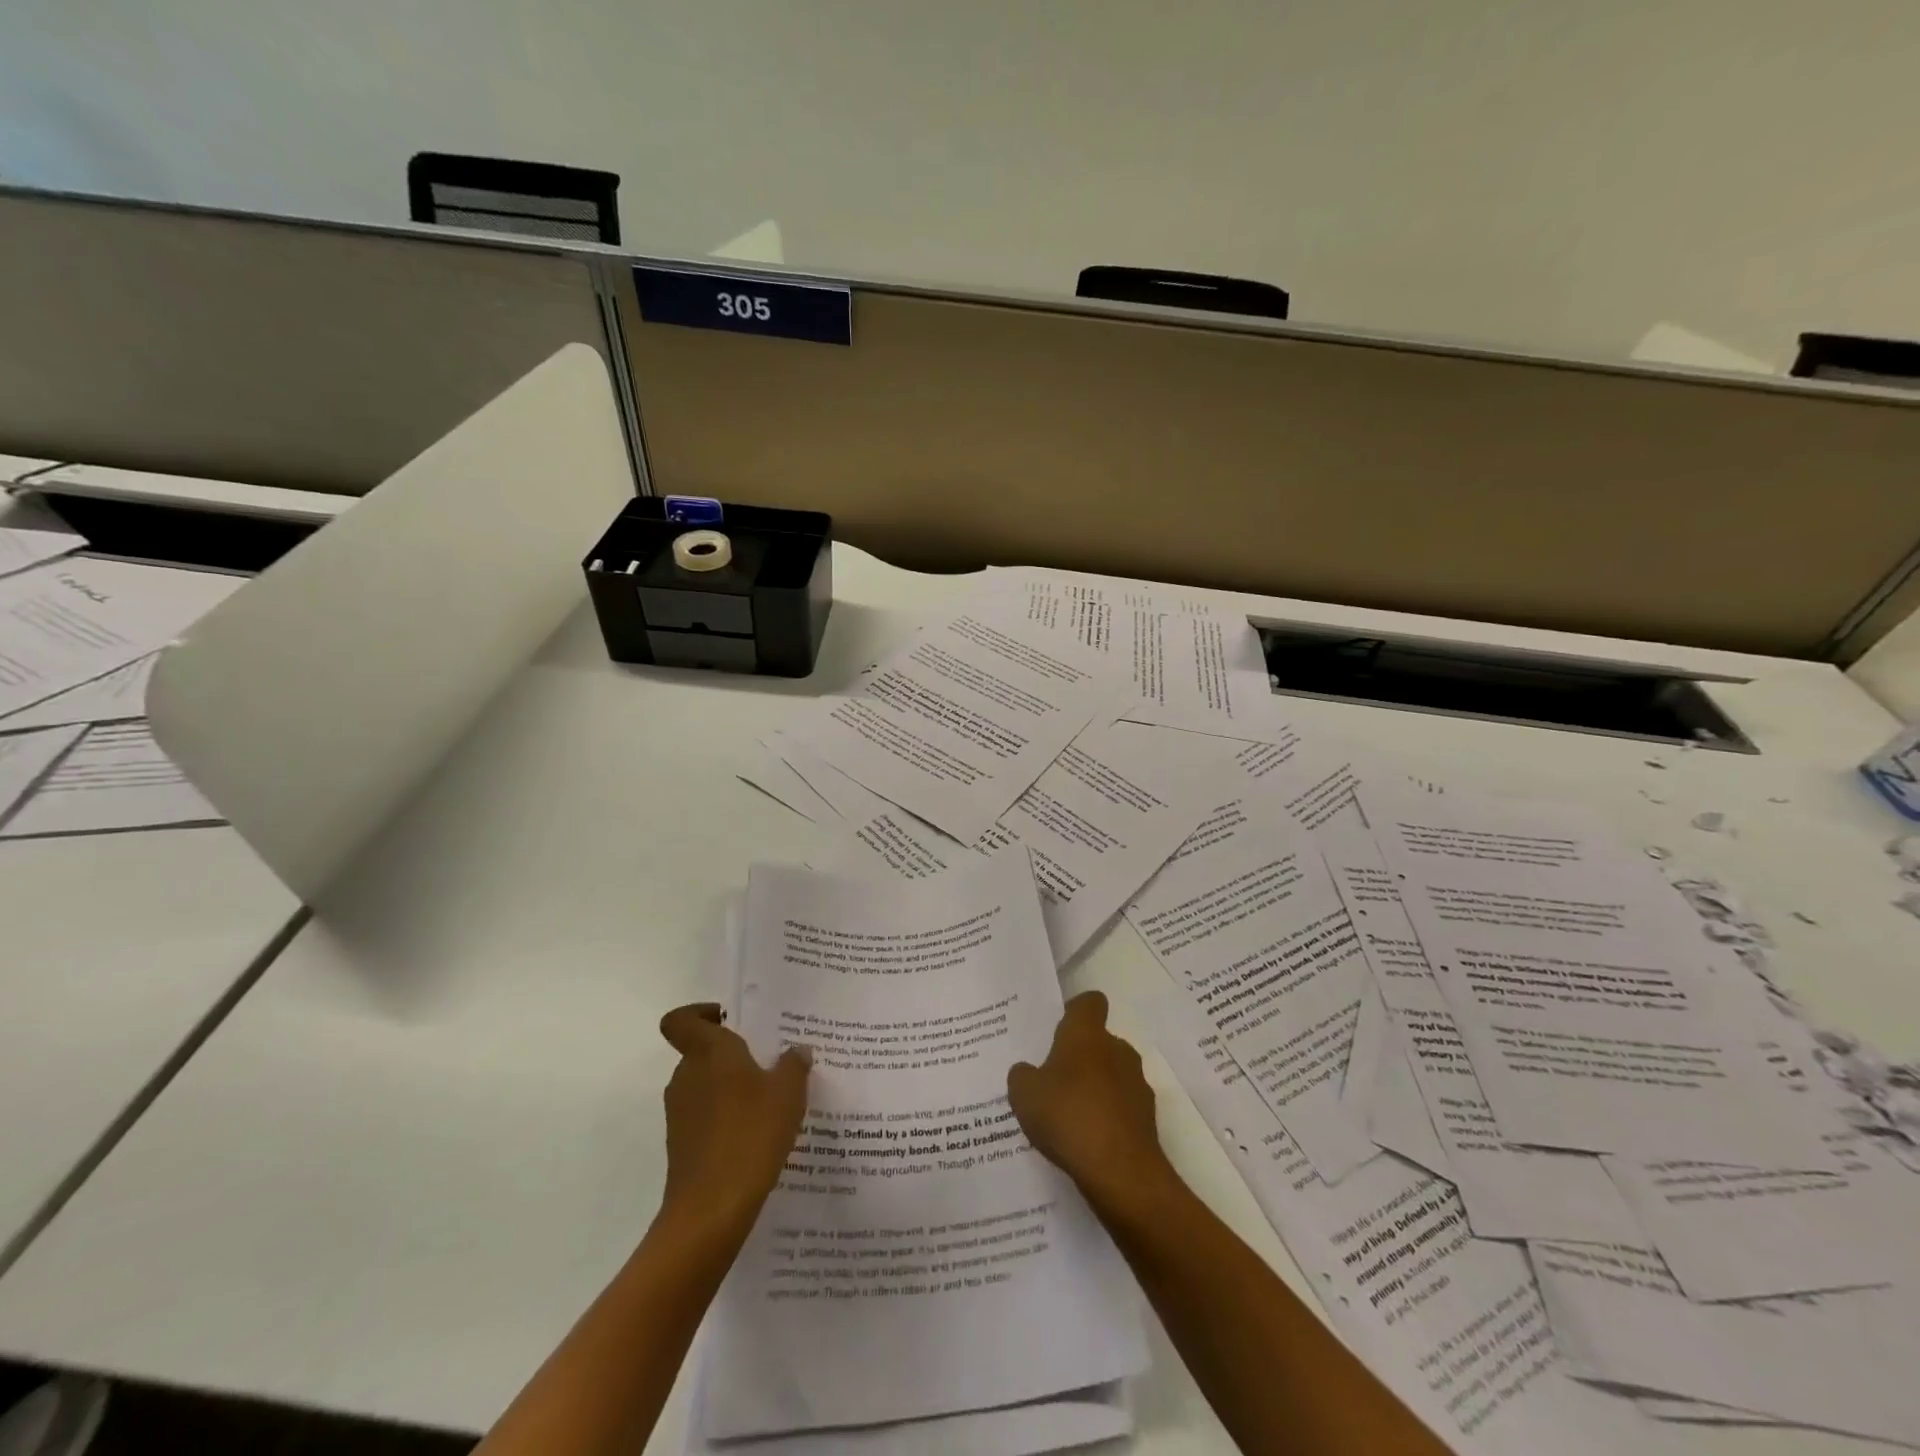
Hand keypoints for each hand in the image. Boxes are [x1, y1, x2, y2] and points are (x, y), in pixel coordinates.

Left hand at [657, 1003, 810, 1234]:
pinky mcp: (681, 1145)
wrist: (711, 1210)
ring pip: (705, 1085)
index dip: (699, 1014)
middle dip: (731, 1054)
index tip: (729, 1020)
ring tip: (769, 1100)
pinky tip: (757, 1134)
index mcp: (708, 1052)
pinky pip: (705, 1116)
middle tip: (768, 1062)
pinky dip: (726, 1117)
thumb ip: (793, 1065)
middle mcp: (687, 1075)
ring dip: (730, 1088)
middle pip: (700, 1051)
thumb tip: (797, 1050)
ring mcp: (679, 1112)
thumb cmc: (751, 1134)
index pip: (680, 1020)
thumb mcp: (788, 1093)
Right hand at [1008, 991, 1175, 1211]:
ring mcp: (1137, 1084)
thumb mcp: (1024, 1094)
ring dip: (1096, 1088)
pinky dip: (1108, 1118)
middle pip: (1099, 1041)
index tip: (1058, 1030)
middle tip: (1054, 1080)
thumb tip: (1028, 1072)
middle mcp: (1118, 1049)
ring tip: (1069, 1117)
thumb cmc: (1068, 1116)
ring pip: (1112, 1075)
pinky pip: (1122, 1108)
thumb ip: (1022, 1075)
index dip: (1075, 1011)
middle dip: (1081, 1057)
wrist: (1120, 1172)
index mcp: (1087, 1034)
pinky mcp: (1147, 1118)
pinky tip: (1087, 1142)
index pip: (1089, 1002)